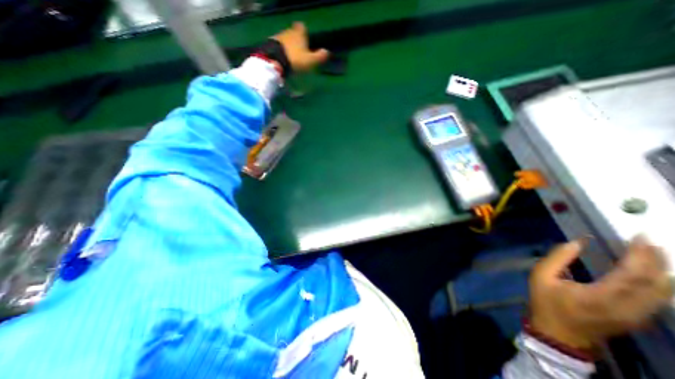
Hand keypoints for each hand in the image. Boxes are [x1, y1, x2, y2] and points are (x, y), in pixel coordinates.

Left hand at [270, 23, 328, 72]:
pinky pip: (277, 46)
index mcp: (299, 33)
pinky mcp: (270, 44)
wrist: (274, 61)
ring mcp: (278, 37)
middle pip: (293, 33)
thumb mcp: (310, 61)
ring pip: (285, 39)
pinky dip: (280, 51)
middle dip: (296, 40)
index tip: (305, 39)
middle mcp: (288, 31)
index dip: (304, 32)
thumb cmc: (295, 59)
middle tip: (299, 51)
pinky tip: (282, 59)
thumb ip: (319, 56)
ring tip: (290, 57)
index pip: (302, 27)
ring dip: (287, 46)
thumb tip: (327, 52)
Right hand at [530, 238, 671, 350]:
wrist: (559, 333)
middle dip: (657, 260)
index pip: (633, 275)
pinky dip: (659, 282)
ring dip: (662, 271)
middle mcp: (628, 308)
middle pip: (657, 284)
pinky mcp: (639, 319)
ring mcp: (638, 316)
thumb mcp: (541, 275)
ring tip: (652, 252)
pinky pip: (659, 298)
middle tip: (649, 241)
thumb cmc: (546, 301)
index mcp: (601, 296)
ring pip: (664, 293)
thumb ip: (558, 257)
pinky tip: (651, 271)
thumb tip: (579, 242)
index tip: (640, 238)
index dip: (641, 255)